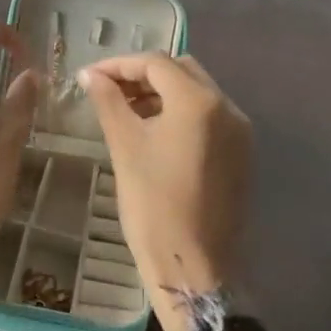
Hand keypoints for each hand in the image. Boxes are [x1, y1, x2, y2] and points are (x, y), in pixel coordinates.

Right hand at [81, 53, 251, 330]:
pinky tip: (153, 130)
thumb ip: (108, 101)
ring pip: (197, 91)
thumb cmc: (153, 205)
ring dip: (162, 92)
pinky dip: (180, 112)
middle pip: (181, 70)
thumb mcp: (125, 147)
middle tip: (108, 90)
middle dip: (143, 74)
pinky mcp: (241, 153)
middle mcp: (227, 107)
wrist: (193, 268)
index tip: (89, 77)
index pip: (156, 63)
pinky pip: (209, 116)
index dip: (118, 65)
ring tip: (125, 109)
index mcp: (199, 101)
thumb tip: (89, 75)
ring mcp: (239, 131)